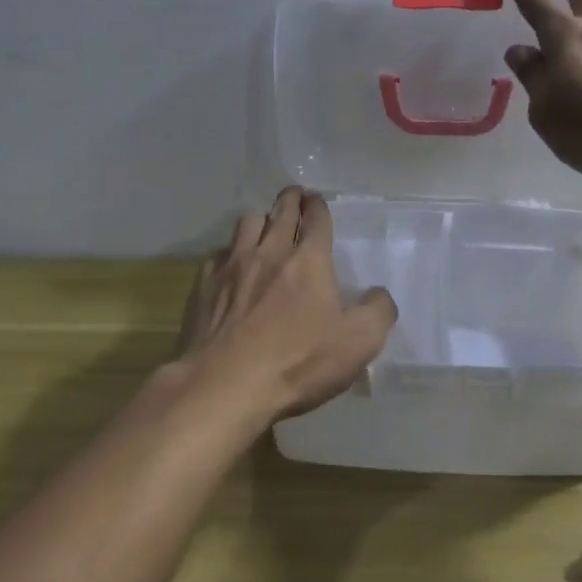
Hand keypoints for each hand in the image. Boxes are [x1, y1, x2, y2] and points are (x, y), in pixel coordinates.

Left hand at [170, 187, 397, 422]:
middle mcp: (269, 252)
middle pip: (280, 211)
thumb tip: (379, 294)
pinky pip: (218, 255)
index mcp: (308, 260)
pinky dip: (229, 253)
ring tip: (264, 227)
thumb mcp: (358, 342)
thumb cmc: (297, 361)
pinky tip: (231, 266)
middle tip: (295, 196)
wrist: (225, 385)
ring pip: (246, 224)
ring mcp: (232, 266)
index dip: (319, 206)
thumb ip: (378, 311)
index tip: (317, 199)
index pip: (316, 219)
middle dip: (291, 199)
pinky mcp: (203, 286)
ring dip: (260, 221)